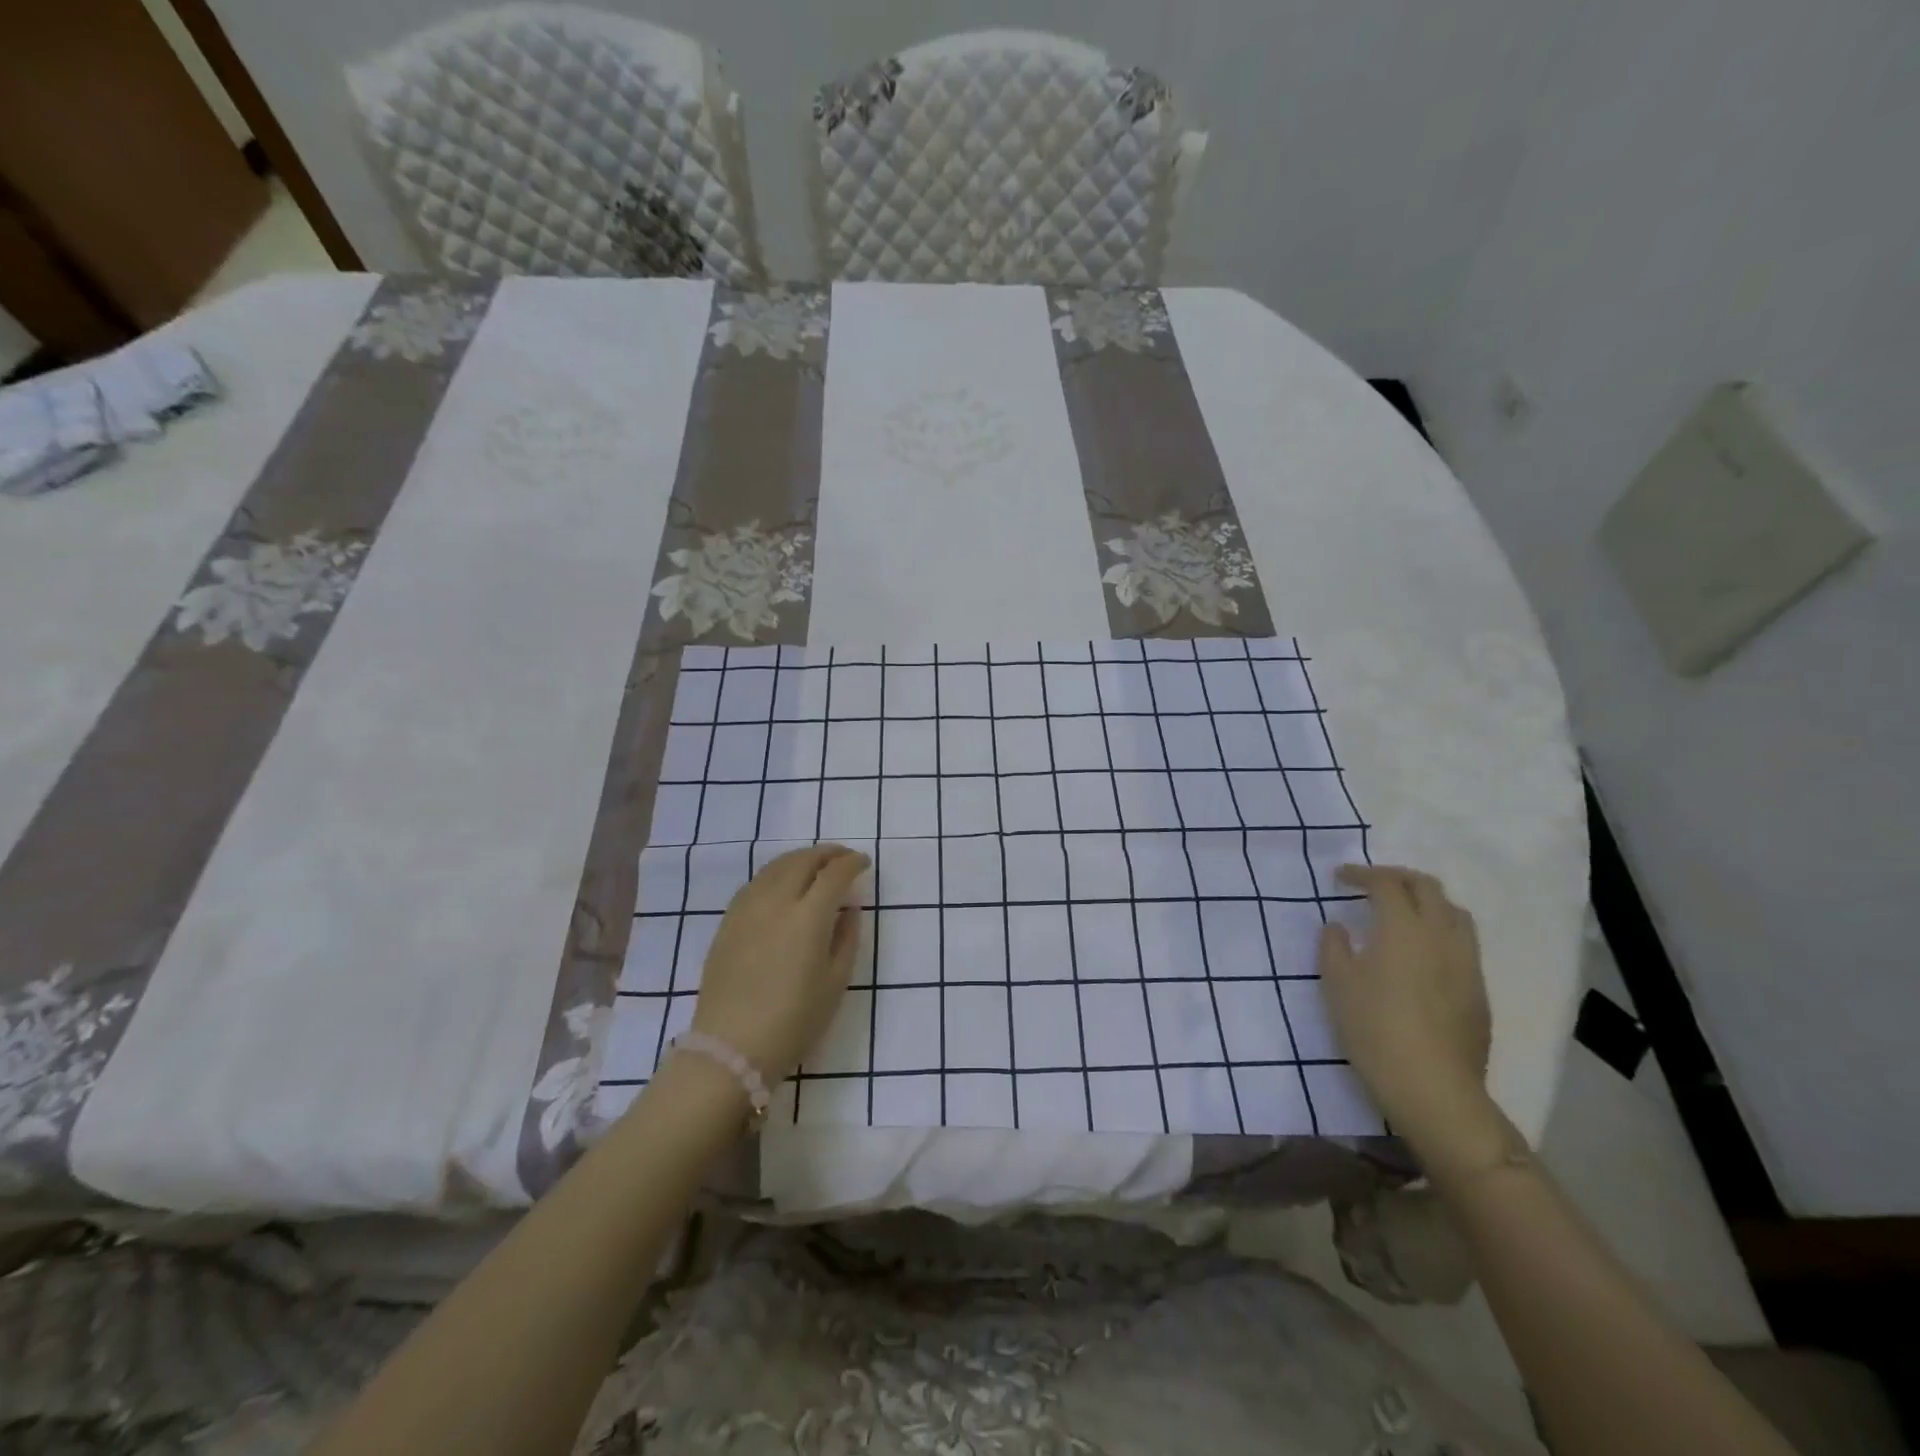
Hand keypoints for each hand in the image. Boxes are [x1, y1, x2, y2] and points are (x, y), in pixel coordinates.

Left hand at [692, 844, 870, 1081]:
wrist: (731, 1048)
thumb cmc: (794, 1021)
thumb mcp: (835, 983)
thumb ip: (846, 938)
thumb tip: (848, 908)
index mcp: (808, 917)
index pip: (834, 873)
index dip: (852, 863)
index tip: (863, 863)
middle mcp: (776, 902)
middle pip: (803, 860)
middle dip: (827, 854)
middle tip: (842, 858)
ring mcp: (747, 909)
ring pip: (776, 866)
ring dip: (800, 859)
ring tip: (815, 867)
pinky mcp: (727, 921)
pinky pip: (756, 883)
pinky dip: (776, 874)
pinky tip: (782, 886)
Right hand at [1317, 864, 1493, 1139]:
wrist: (1432, 1086)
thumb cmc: (1374, 1028)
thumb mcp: (1337, 984)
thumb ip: (1334, 946)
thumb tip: (1339, 927)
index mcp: (1403, 928)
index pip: (1386, 883)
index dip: (1362, 874)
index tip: (1340, 878)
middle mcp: (1440, 935)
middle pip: (1427, 888)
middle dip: (1397, 878)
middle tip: (1372, 885)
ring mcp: (1466, 962)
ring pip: (1454, 912)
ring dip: (1426, 901)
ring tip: (1403, 912)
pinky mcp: (1478, 989)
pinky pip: (1463, 942)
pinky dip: (1440, 930)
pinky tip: (1422, 952)